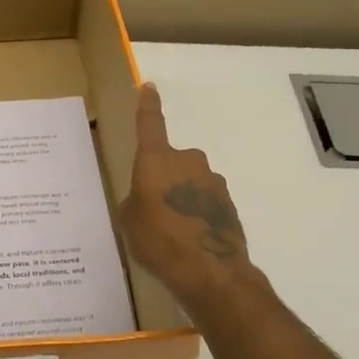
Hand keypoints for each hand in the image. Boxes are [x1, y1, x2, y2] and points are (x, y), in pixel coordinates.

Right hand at [120, 83, 256, 309]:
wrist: (210, 271)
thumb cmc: (159, 241)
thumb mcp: (129, 221)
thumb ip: (136, 200)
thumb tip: (147, 199)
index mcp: (156, 159)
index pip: (150, 123)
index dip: (148, 105)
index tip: (148, 87)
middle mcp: (187, 161)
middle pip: (171, 161)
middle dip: (164, 179)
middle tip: (153, 209)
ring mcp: (212, 181)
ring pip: (190, 182)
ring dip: (182, 198)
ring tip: (174, 231)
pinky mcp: (229, 203)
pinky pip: (205, 201)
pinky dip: (198, 214)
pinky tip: (191, 239)